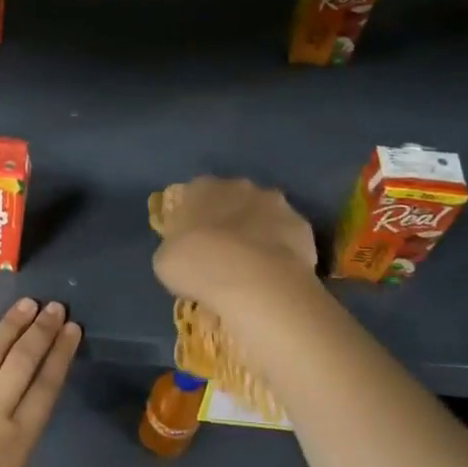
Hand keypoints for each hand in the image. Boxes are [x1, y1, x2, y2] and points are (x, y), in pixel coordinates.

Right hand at [152, 176, 319, 307]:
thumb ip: (175, 247)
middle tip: (223, 253)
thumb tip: (184, 252)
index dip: (194, 219)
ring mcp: (275, 203)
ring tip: (252, 267)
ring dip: (258, 232)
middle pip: (232, 200)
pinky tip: (275, 274)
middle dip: (229, 220)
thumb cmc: (196, 264)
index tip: (192, 242)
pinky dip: (282, 251)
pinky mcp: (302, 226)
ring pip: (263, 215)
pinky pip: (287, 237)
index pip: (194, 195)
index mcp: (201, 188)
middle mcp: (239, 186)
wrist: (251, 280)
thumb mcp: (165, 259)